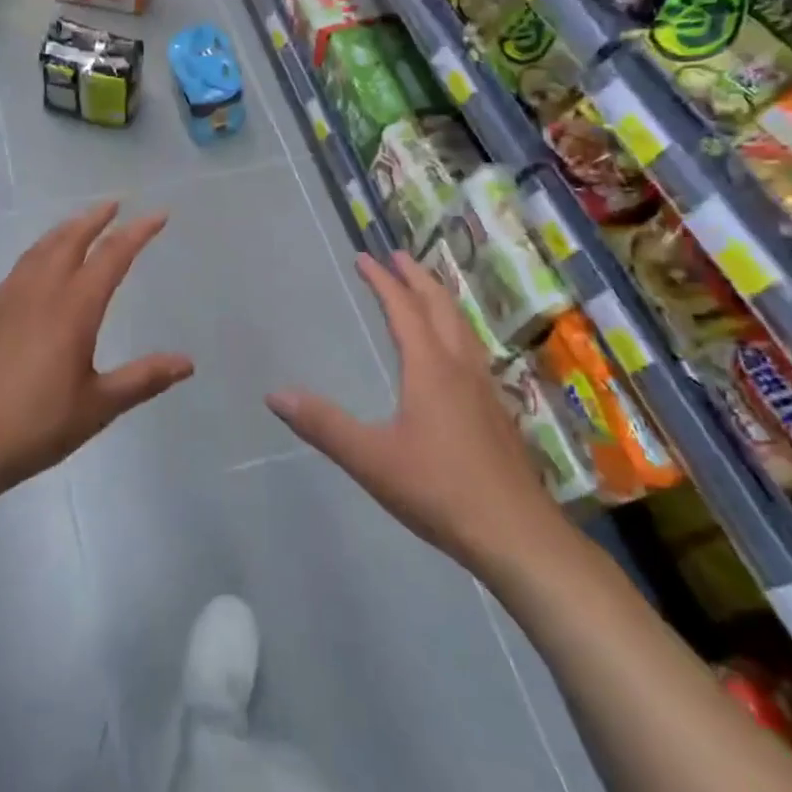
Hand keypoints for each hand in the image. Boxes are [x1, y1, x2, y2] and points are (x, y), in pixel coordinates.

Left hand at [0, 201, 194, 500]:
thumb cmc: (36, 425)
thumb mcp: (98, 406)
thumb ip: (143, 379)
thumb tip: (187, 362)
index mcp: (73, 309)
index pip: (112, 256)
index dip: (137, 232)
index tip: (158, 214)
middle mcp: (40, 291)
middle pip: (70, 239)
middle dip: (95, 218)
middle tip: (115, 204)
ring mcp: (7, 298)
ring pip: (40, 248)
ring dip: (65, 230)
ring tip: (80, 224)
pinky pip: (20, 267)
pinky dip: (40, 252)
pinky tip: (39, 267)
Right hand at [266, 251, 567, 572]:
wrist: (517, 535)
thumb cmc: (440, 490)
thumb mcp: (370, 459)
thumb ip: (323, 425)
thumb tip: (275, 394)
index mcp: (431, 369)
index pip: (404, 309)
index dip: (383, 281)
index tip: (365, 257)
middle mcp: (460, 367)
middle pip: (440, 307)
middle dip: (417, 277)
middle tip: (397, 256)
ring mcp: (485, 388)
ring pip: (463, 326)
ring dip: (440, 299)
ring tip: (426, 288)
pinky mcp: (497, 411)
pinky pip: (472, 348)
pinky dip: (455, 327)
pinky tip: (454, 351)